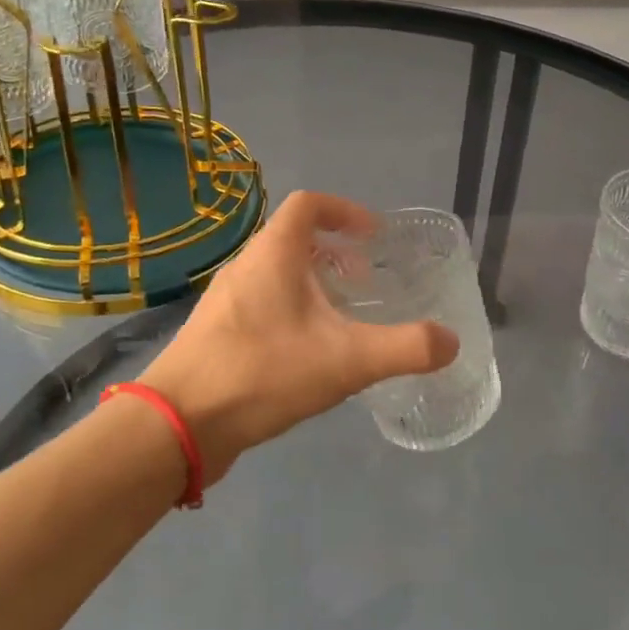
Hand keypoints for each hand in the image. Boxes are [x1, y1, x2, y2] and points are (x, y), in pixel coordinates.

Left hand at [139, 191, 457, 478]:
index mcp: (274, 255)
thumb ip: (406, 348)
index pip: (309, 205)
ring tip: (340, 318)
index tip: (374, 237)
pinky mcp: (215, 334)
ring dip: (311, 283)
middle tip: (363, 281)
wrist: (178, 424)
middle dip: (334, 252)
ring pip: (275, 274)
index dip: (345, 211)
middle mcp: (245, 267)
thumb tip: (451, 342)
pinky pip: (261, 305)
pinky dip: (290, 311)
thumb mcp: (347, 360)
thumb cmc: (264, 373)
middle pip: (292, 239)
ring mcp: (225, 302)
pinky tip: (306, 354)